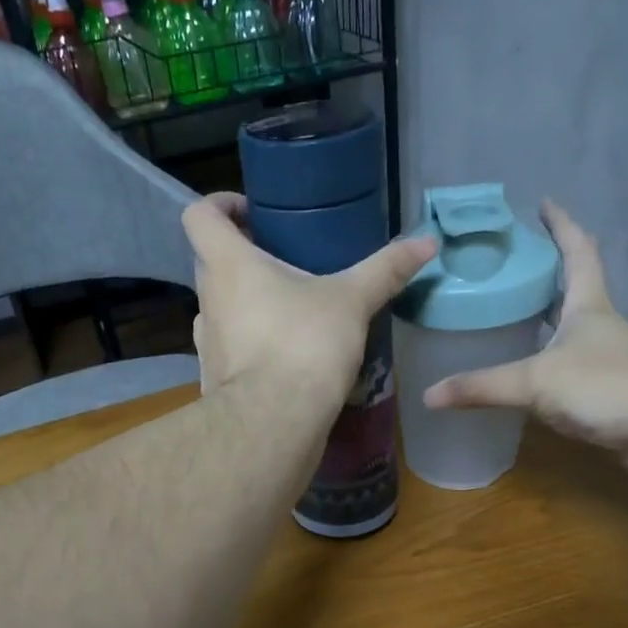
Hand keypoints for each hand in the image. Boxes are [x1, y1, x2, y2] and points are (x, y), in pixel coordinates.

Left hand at [183, 193, 435, 412]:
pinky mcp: (215, 378)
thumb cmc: (305, 345)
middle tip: (283, 261)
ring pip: (221, 307)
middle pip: (211, 261)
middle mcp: (207, 299)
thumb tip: (427, 242)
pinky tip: (284, 354)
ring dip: (246, 302)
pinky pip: (230, 347)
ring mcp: (206, 342)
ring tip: (289, 309)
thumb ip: (385, 270)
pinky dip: (250, 342)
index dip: (219, 205)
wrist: (273, 423)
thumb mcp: (352, 302)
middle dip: (242, 256)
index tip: (252, 211)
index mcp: (228, 265)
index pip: (199, 216)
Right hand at [423, 201, 627, 478]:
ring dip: (547, 322)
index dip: (561, 225)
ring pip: (571, 332)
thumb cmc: (607, 387)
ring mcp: (610, 360)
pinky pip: (571, 370)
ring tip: (509, 319)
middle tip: (511, 266)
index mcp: (588, 306)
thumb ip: (482, 386)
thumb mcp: (536, 381)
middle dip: (547, 274)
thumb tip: (428, 395)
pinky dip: (549, 365)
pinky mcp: (611, 393)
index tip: (544, 203)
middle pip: (574, 289)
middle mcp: (601, 326)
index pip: (577, 251)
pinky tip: (528, 377)